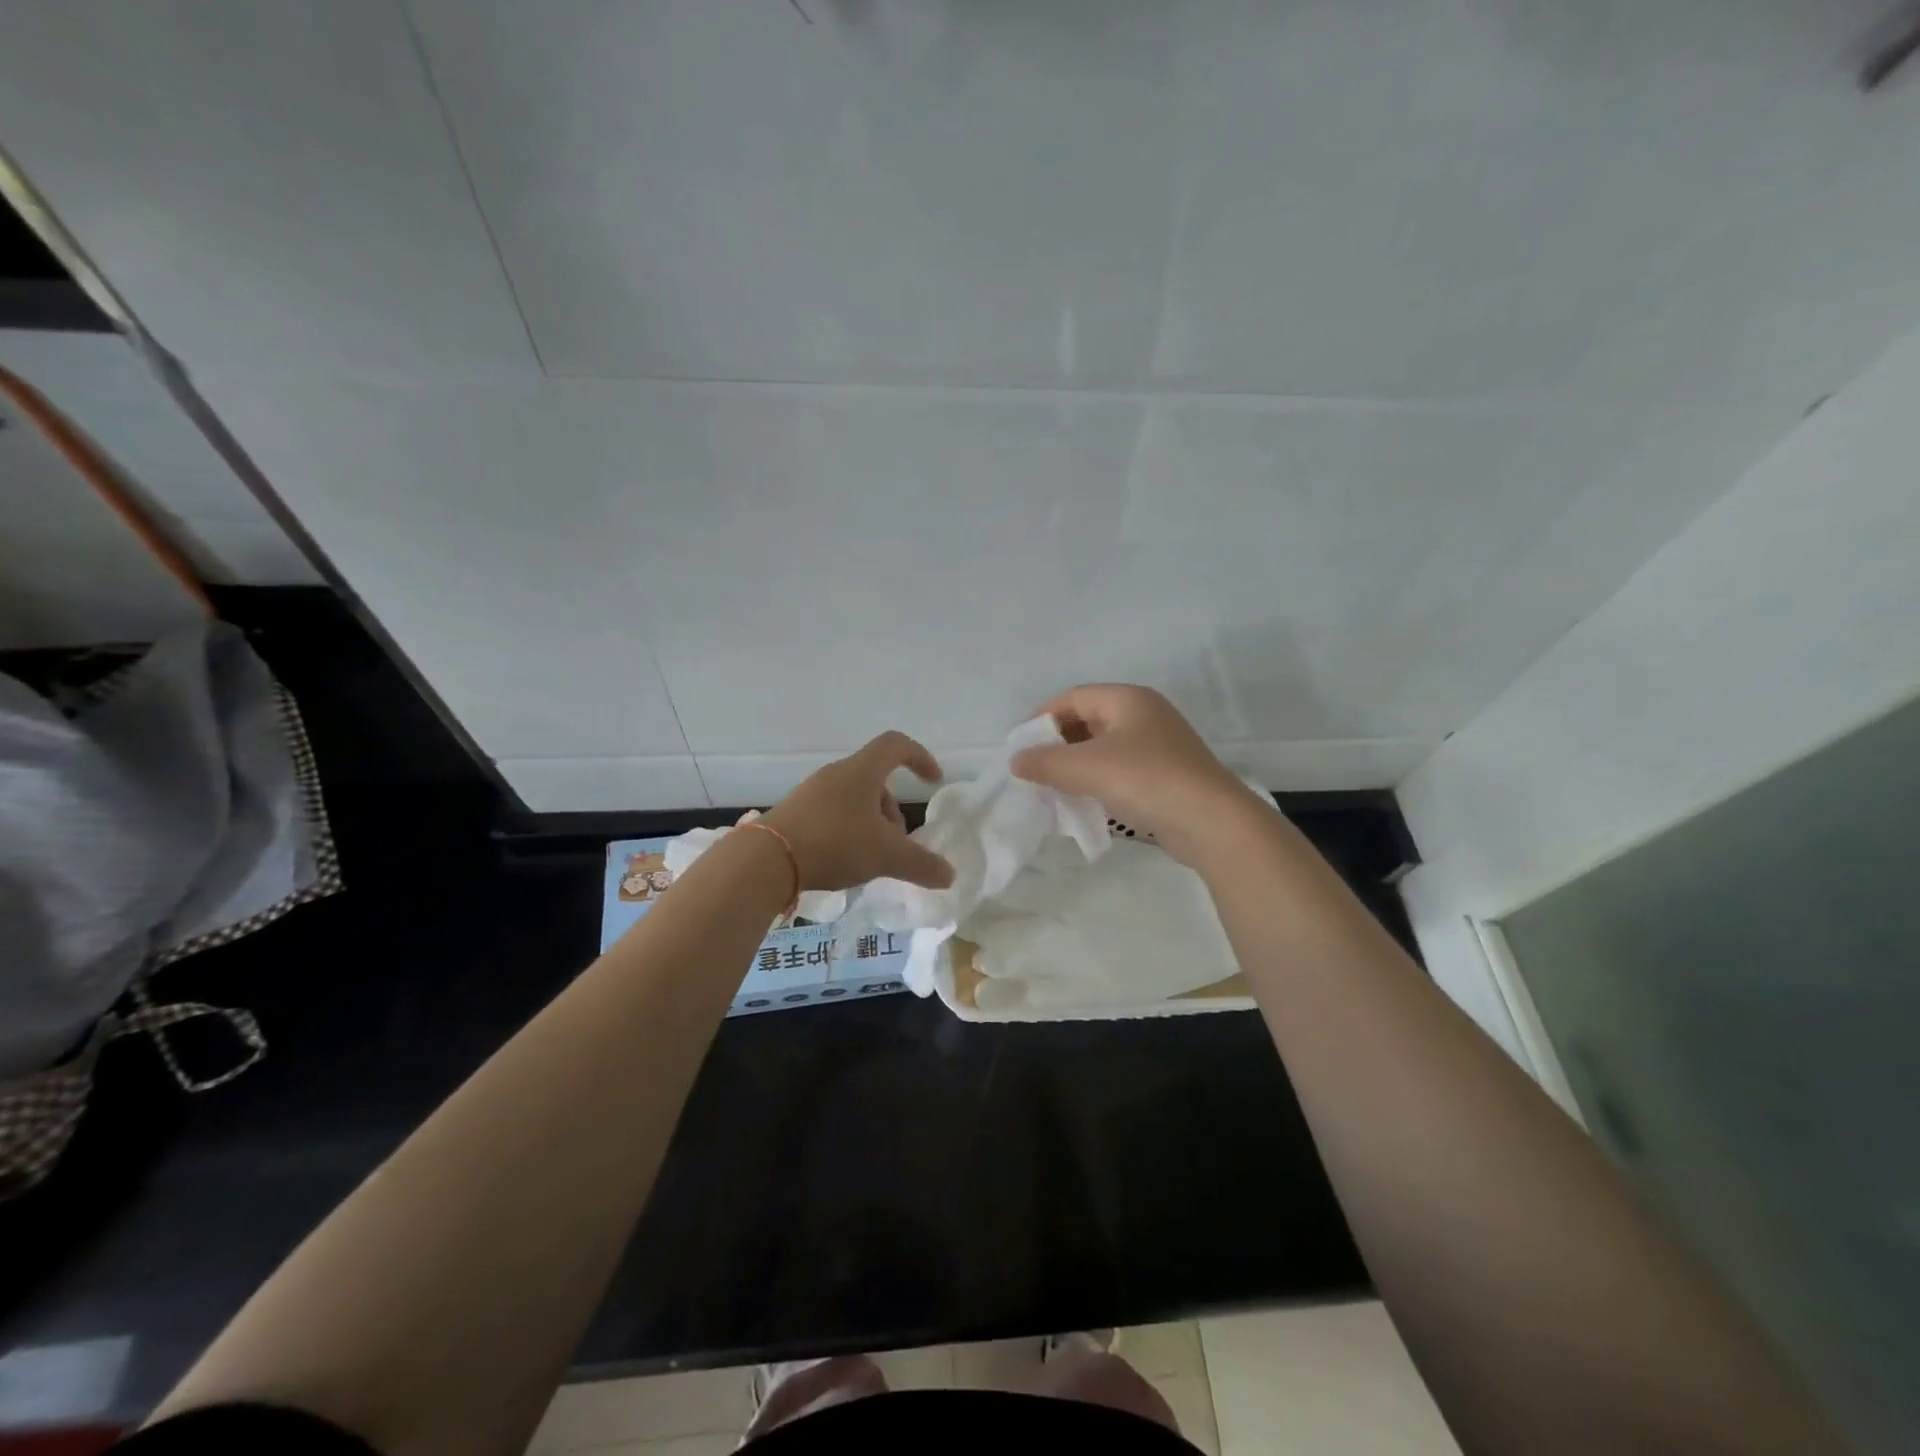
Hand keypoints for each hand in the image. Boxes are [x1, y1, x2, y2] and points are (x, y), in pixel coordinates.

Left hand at [762, 731, 955, 891]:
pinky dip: (848, 831)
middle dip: (893, 812)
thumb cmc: (835, 844)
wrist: (766, 860)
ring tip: (870, 859)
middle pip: (876, 781)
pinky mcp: (795, 812)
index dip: (920, 757)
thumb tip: (949, 875)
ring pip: (854, 799)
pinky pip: (833, 813)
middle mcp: (836, 774)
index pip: (896, 745)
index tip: (933, 781)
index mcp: (862, 772)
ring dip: (871, 824)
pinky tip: (844, 862)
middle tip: (896, 845)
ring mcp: (812, 792)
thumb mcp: (886, 856)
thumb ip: (921, 865)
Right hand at [1010, 684, 1263, 865]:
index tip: (1020, 745)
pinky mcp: (1167, 774)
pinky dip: (1098, 780)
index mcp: (1128, 699)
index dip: (1042, 717)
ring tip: (1054, 787)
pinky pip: (1121, 769)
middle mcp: (1145, 714)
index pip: (1073, 697)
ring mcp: (1160, 745)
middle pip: (1089, 719)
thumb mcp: (1086, 768)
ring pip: (1105, 747)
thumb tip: (1017, 760)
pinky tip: (1086, 801)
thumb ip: (1046, 762)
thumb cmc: (1145, 780)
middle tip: (1035, 768)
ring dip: (1076, 764)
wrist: (1212, 822)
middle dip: (1058, 742)